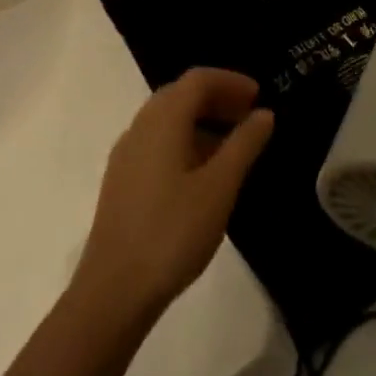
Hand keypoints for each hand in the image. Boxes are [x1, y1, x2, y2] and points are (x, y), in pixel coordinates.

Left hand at [74, 69, 274, 321]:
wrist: (112, 294)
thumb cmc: (172, 232)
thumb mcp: (220, 186)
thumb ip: (244, 144)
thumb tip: (263, 114)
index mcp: (162, 121)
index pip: (197, 80)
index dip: (230, 81)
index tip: (259, 96)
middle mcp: (140, 129)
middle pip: (180, 95)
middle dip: (216, 98)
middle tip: (248, 115)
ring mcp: (126, 157)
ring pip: (167, 121)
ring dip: (201, 121)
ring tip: (233, 145)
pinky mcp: (122, 183)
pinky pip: (157, 144)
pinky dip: (185, 142)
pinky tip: (204, 173)